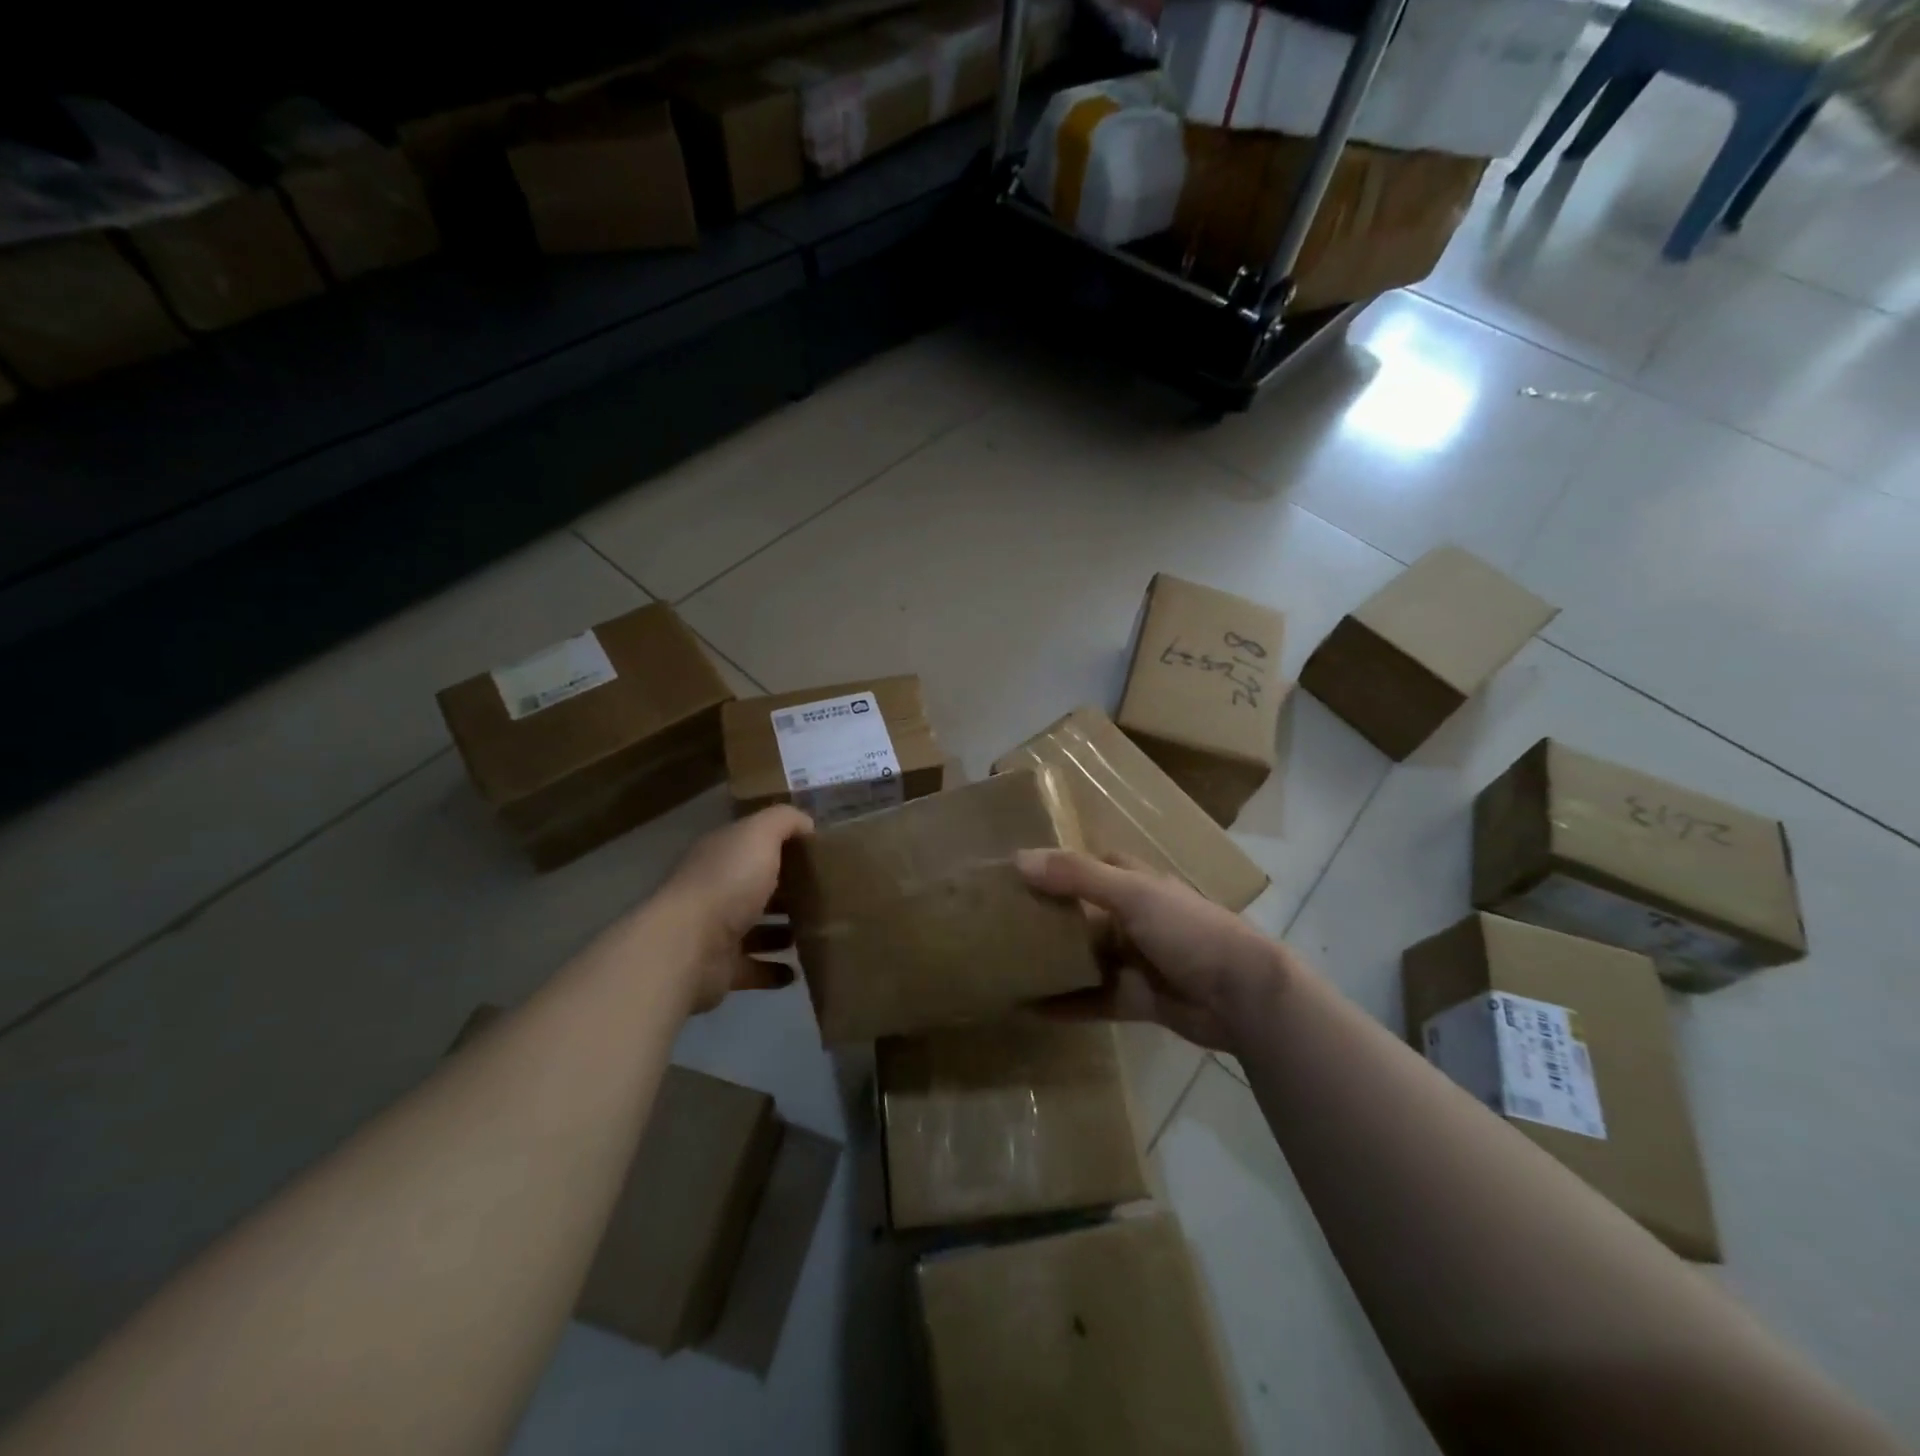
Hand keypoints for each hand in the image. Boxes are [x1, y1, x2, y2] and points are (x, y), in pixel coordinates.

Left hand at [650, 806, 812, 1013]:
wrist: (687, 946)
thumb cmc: (727, 883)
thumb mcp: (760, 834)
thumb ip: (784, 821)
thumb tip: (807, 824)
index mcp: (722, 855)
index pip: (754, 844)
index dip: (784, 845)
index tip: (820, 853)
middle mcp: (717, 889)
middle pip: (757, 886)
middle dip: (788, 890)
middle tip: (826, 894)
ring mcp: (717, 932)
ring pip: (757, 928)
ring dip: (783, 932)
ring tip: (818, 931)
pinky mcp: (722, 969)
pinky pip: (754, 969)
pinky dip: (774, 971)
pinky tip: (797, 970)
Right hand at [1016, 848, 1296, 1053]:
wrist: (1243, 996)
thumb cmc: (1189, 930)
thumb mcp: (1133, 894)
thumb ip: (1078, 877)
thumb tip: (1019, 859)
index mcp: (1137, 884)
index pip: (1092, 865)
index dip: (1059, 865)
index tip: (1017, 870)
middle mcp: (1133, 918)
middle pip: (1082, 913)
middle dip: (1047, 915)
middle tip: (997, 919)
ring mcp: (1134, 960)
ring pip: (1084, 957)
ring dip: (1053, 960)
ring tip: (1004, 962)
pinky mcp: (1136, 999)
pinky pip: (1093, 1000)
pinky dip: (1066, 1004)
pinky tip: (1030, 1008)